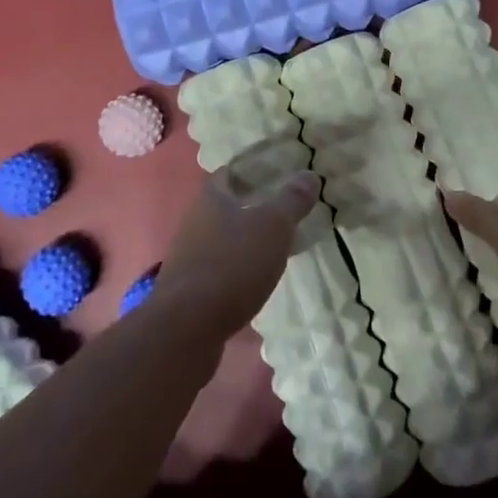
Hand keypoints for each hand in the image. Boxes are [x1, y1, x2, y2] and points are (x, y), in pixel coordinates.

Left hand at [148, 165, 319, 334]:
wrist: (188, 327)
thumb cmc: (232, 263)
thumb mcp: (273, 226)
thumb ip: (291, 200)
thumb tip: (309, 174)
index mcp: (210, 198)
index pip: (228, 173)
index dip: (249, 170)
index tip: (274, 174)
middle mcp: (194, 222)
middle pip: (223, 206)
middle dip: (249, 207)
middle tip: (282, 210)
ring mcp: (188, 257)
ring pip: (220, 239)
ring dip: (243, 241)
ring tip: (274, 246)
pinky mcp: (189, 290)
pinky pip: (218, 269)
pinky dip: (236, 270)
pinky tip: (255, 281)